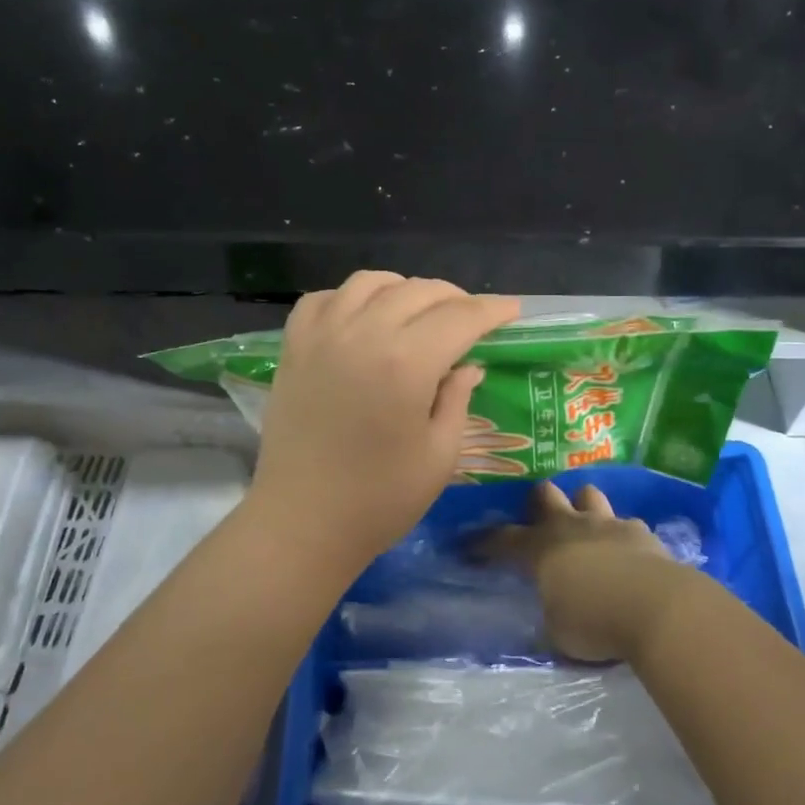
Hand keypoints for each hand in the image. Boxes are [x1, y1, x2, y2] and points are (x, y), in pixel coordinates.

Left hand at [248, 272, 519, 571]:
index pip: (460, 317)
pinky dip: (351, 298)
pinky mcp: (293, 348)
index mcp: (406, 363)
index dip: (492, 310)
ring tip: (419, 313)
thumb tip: (469, 364)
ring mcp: (322, 336)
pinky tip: (363, 318)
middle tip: (472, 319)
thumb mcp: (439, 455)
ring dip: (404, 290)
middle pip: (418, 291)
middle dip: (455, 298)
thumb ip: (458, 399)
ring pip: (370, 282)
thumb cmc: (380, 500)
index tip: (511, 311)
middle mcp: (363, 334)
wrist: (302, 522)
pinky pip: (325, 298)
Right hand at [487, 482, 689, 662]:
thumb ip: (551, 614)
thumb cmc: (596, 623)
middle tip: (538, 519)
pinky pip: (626, 523)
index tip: (471, 545)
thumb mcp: (558, 631)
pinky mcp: (642, 532)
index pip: (504, 538)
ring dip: (582, 506)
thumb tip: (552, 611)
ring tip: (584, 526)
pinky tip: (625, 552)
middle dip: (538, 502)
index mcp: (542, 549)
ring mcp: (609, 524)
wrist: (658, 608)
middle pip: (546, 494)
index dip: (485, 542)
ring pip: (588, 494)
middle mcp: (572, 527)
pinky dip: (621, 534)